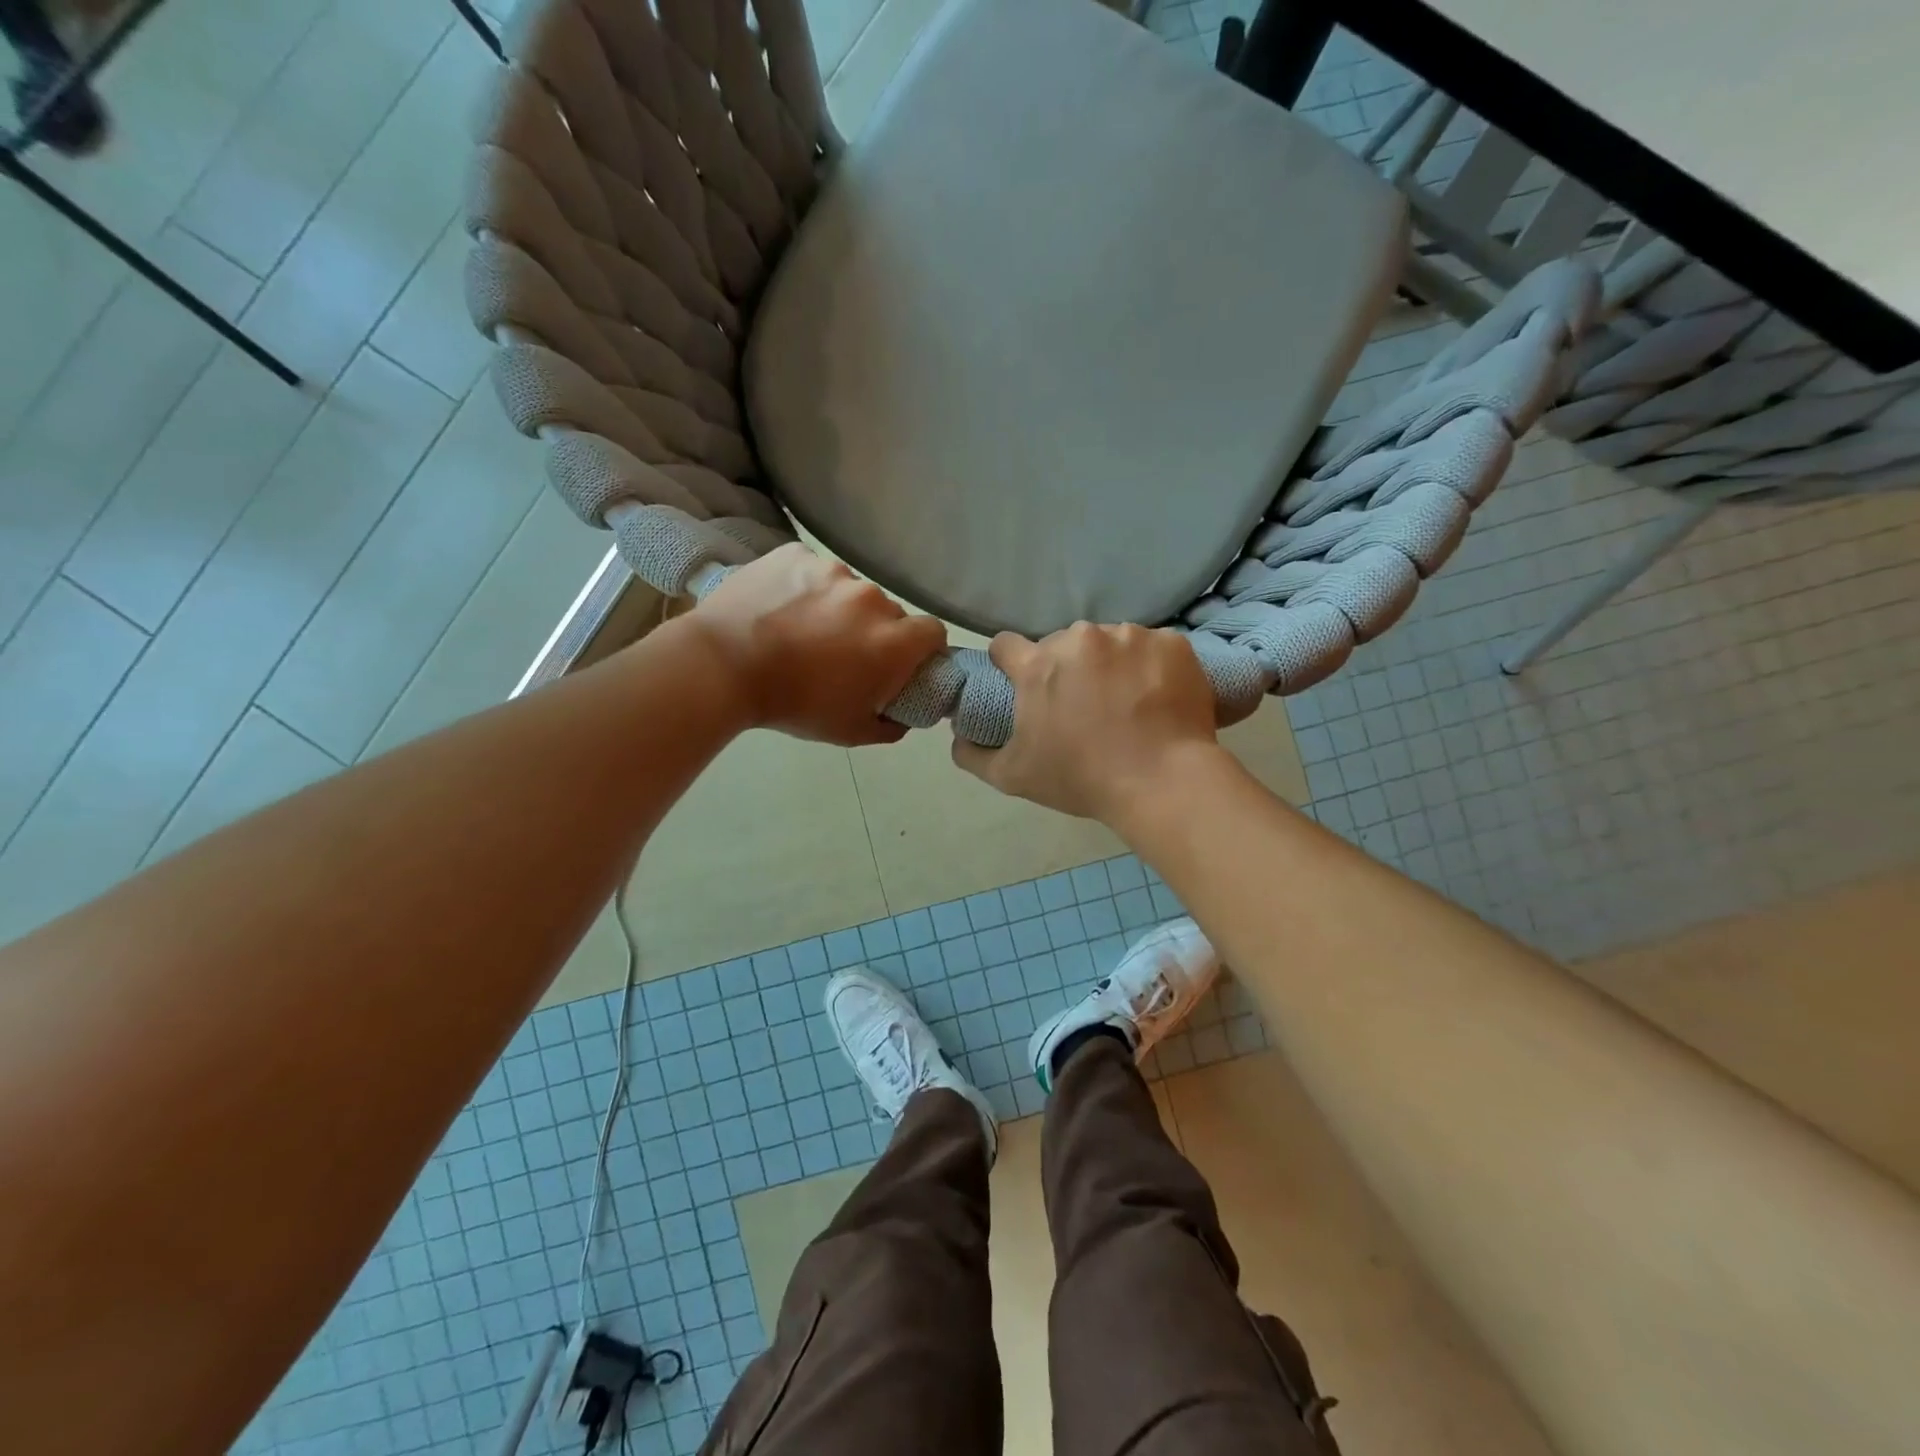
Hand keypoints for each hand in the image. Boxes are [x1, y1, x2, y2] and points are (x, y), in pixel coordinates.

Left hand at [689, 544, 946, 745]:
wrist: (722, 667)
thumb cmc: (793, 704)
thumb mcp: (849, 732)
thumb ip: (889, 725)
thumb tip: (901, 717)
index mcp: (892, 641)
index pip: (934, 633)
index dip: (922, 649)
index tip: (901, 664)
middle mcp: (871, 598)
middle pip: (889, 613)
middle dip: (874, 631)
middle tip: (841, 654)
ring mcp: (831, 570)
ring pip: (849, 590)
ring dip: (838, 608)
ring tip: (801, 629)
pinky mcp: (795, 553)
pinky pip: (812, 571)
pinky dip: (804, 587)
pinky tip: (779, 608)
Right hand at [952, 624, 1220, 820]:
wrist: (1163, 782)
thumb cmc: (1081, 779)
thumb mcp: (1013, 777)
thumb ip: (973, 754)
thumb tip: (958, 737)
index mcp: (1038, 665)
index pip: (1006, 645)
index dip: (1010, 664)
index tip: (1022, 685)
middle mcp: (1080, 638)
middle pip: (1063, 644)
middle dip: (1067, 668)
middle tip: (1083, 707)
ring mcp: (1130, 636)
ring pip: (1110, 643)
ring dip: (1111, 665)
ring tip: (1127, 704)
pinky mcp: (1172, 642)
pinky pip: (1154, 647)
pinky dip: (1153, 667)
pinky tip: (1159, 698)